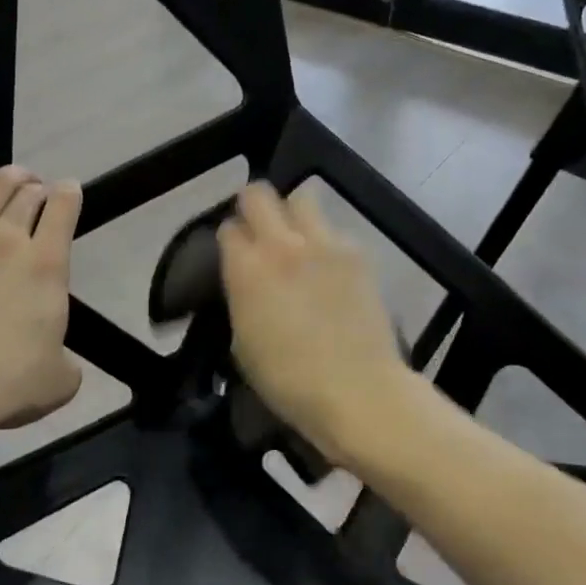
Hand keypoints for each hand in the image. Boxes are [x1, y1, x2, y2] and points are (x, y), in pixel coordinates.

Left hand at [0, 134, 83, 434]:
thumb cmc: (3, 385)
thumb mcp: (59, 381)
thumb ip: (67, 363)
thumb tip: (59, 360)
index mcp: (48, 266)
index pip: (64, 211)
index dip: (70, 195)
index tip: (70, 192)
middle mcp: (10, 240)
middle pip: (29, 197)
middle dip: (40, 190)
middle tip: (40, 195)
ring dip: (10, 176)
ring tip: (17, 175)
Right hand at [217, 183, 409, 460]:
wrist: (357, 389)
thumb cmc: (288, 380)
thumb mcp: (242, 342)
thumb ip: (241, 297)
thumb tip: (246, 280)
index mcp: (246, 268)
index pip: (228, 228)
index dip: (230, 240)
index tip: (234, 254)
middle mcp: (282, 244)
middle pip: (259, 194)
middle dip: (254, 208)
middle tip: (259, 231)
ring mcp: (324, 243)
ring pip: (302, 198)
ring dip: (294, 213)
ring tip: (298, 239)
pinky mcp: (358, 253)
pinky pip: (335, 229)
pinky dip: (327, 241)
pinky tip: (330, 269)